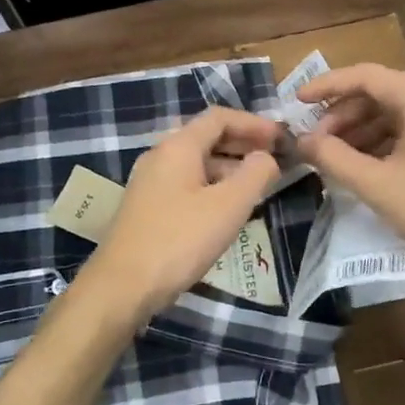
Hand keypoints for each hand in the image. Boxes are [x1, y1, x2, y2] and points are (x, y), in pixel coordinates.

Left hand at [77, 107, 282, 323]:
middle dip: (244, 144)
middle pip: (207, 137)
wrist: (122, 286)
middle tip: (276, 159)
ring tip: (258, 185)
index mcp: (178, 146)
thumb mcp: (229, 206)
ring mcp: (150, 182)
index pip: (219, 118)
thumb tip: (267, 157)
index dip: (254, 124)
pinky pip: (186, 183)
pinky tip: (228, 209)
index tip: (282, 138)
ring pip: (197, 162)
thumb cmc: (180, 240)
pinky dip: (212, 186)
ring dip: (229, 167)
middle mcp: (160, 156)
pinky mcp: (147, 207)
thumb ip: (255, 174)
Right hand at [295, 64, 404, 286]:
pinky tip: (363, 165)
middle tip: (317, 141)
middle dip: (343, 115)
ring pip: (395, 114)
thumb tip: (303, 140)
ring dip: (361, 130)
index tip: (298, 101)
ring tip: (334, 156)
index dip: (328, 85)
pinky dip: (382, 142)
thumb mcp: (377, 185)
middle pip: (381, 94)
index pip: (367, 76)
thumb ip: (334, 157)